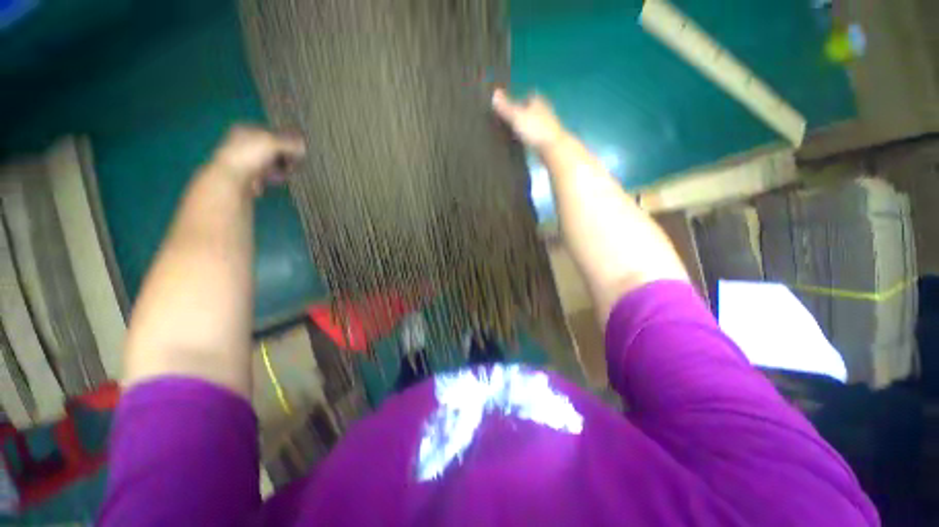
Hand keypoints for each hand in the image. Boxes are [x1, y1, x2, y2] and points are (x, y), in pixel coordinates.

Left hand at [209, 125, 306, 195]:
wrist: (233, 179)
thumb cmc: (250, 155)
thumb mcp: (273, 143)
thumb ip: (290, 143)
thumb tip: (304, 145)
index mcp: (246, 130)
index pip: (272, 132)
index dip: (286, 139)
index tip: (299, 147)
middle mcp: (244, 143)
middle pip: (272, 148)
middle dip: (285, 154)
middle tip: (296, 160)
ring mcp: (247, 160)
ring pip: (271, 161)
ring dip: (283, 166)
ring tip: (290, 170)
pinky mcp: (251, 175)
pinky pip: (269, 173)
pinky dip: (277, 175)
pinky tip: (282, 177)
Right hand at [492, 89, 567, 151]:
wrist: (554, 149)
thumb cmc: (535, 129)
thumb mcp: (516, 116)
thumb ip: (505, 107)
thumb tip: (494, 93)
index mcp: (538, 101)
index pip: (527, 97)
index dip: (518, 101)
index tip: (508, 108)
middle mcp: (544, 111)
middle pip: (530, 111)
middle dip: (521, 115)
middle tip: (507, 122)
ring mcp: (547, 127)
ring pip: (533, 125)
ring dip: (524, 129)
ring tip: (511, 135)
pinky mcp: (547, 141)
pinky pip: (534, 138)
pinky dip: (528, 140)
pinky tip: (521, 146)